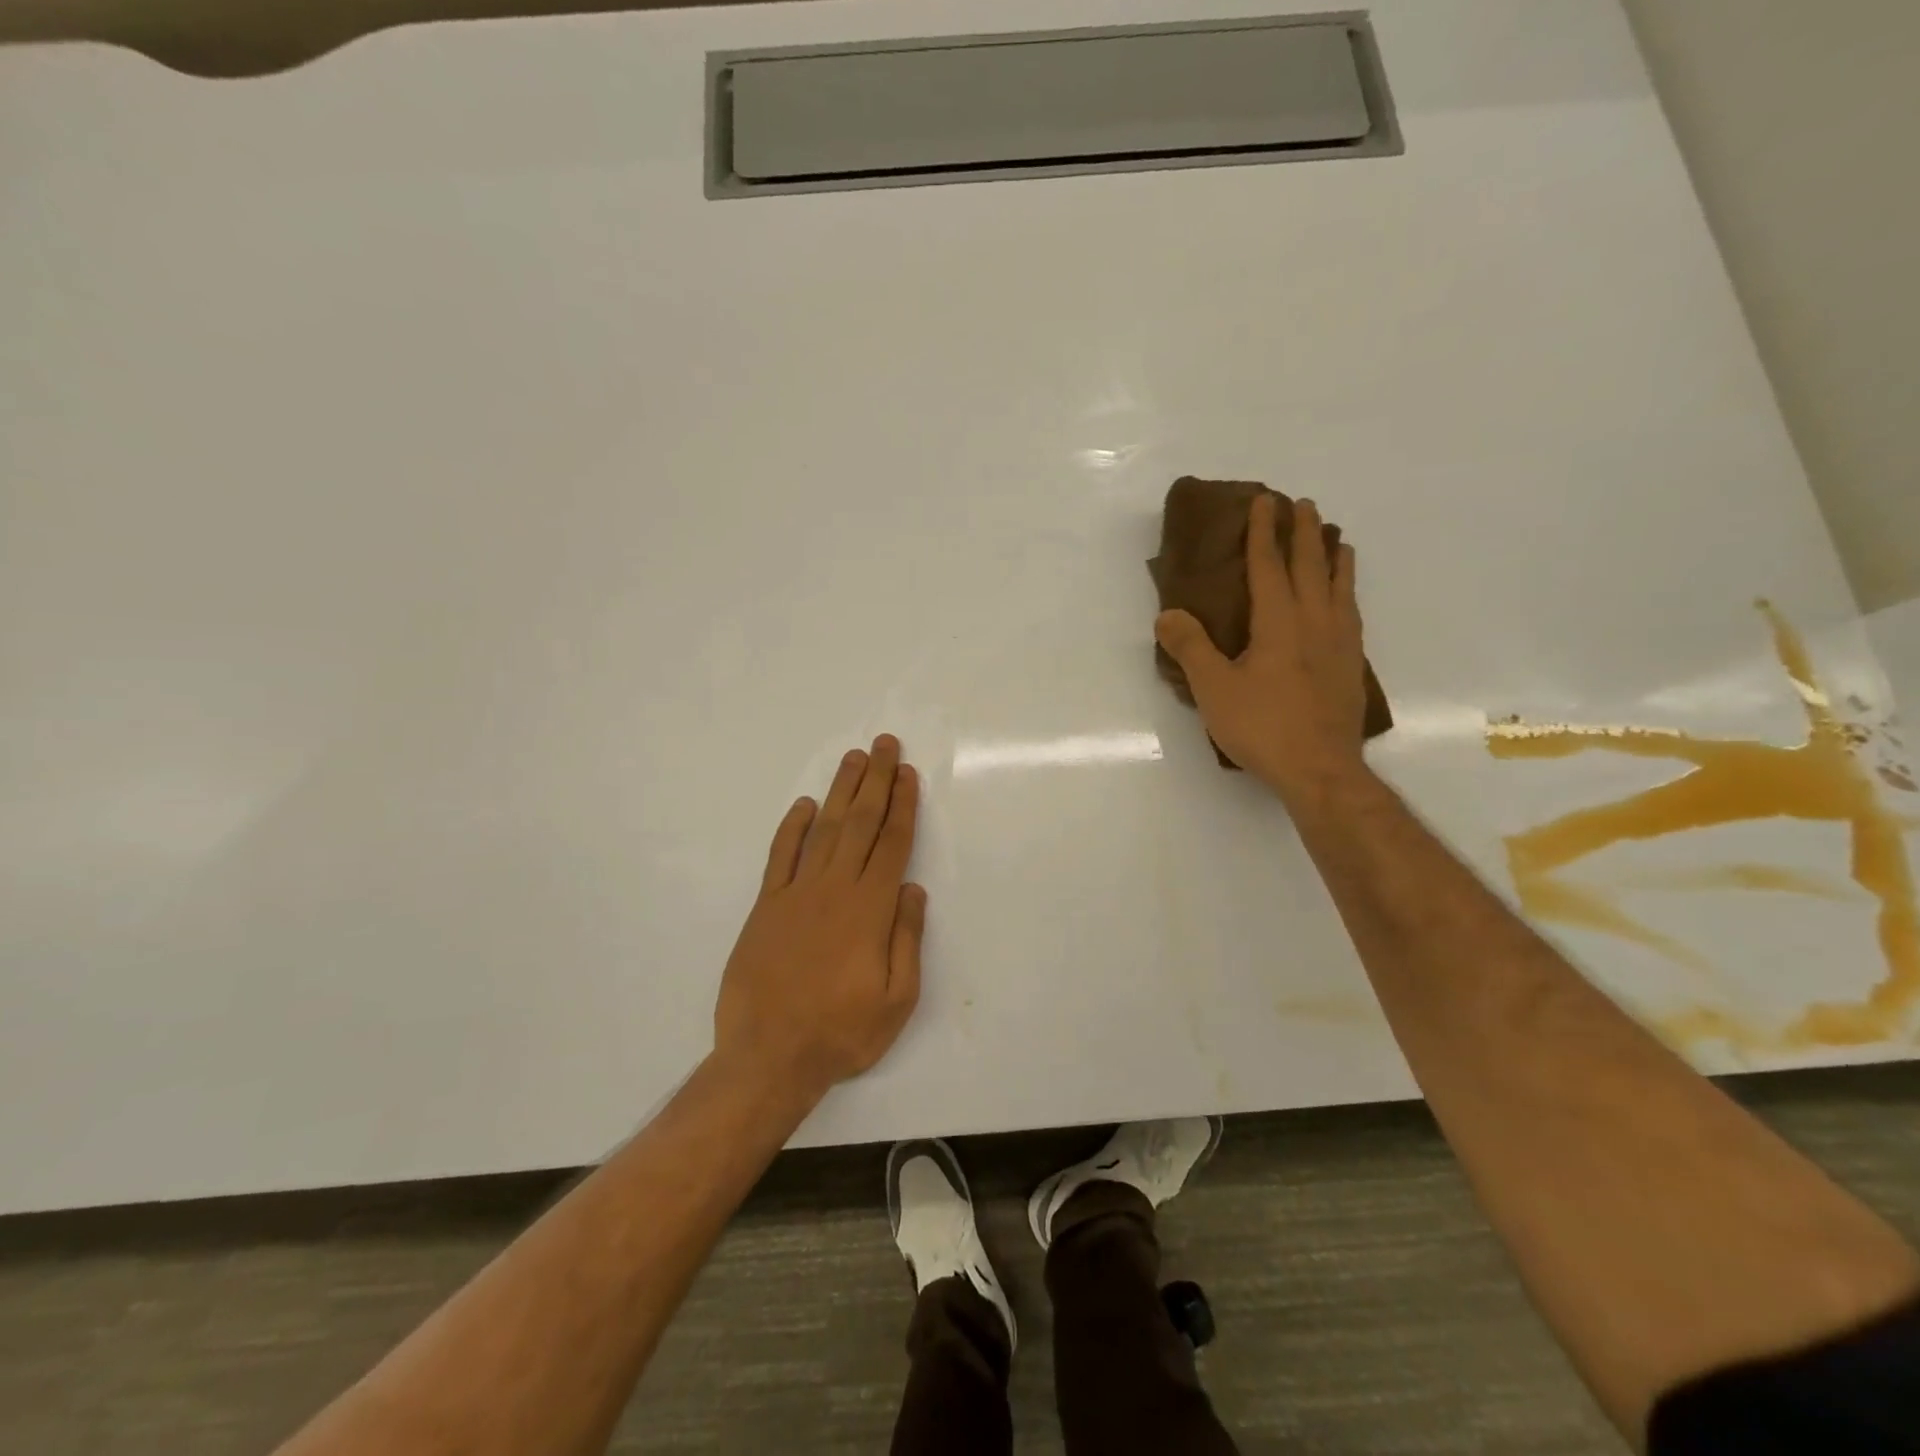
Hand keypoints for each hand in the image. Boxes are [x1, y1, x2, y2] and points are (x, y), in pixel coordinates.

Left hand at [713, 735, 925, 1103]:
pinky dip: (791, 827)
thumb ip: (907, 939)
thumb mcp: (897, 999)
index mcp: (870, 909)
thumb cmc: (841, 1032)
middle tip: (883, 744)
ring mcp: (795, 893)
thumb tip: (912, 888)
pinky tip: (803, 805)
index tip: (906, 774)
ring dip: (839, 791)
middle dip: (875, 780)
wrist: (768, 1057)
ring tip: (852, 759)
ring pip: (822, 829)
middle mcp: (834, 889)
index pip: (891, 844)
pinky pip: (779, 856)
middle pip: (859, 823)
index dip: (902, 805)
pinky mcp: (765, 906)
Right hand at [1155, 495, 1369, 803]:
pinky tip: (1345, 598)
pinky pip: (1352, 612)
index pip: (1269, 566)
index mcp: (1279, 622)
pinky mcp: (1352, 665)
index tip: (1264, 501)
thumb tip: (1167, 614)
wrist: (1321, 769)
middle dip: (1304, 532)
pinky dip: (1347, 591)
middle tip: (1302, 504)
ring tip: (1335, 538)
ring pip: (1339, 586)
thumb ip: (1190, 648)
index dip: (1263, 533)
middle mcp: (1315, 622)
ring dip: (1334, 556)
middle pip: (1311, 566)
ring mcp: (1340, 643)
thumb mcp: (1213, 689)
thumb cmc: (1263, 727)